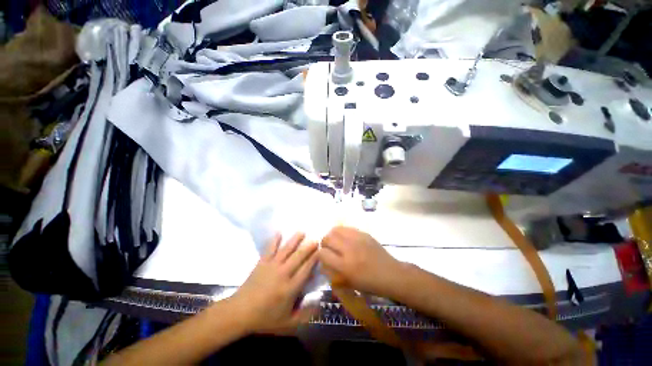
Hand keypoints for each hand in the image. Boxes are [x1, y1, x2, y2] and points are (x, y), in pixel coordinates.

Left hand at [228, 233, 317, 333]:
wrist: (240, 313)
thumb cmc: (265, 318)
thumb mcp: (287, 323)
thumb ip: (305, 315)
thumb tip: (320, 305)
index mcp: (291, 288)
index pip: (306, 269)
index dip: (315, 259)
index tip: (321, 251)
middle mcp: (283, 273)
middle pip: (298, 256)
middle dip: (308, 247)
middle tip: (316, 239)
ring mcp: (272, 266)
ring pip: (286, 250)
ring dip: (295, 240)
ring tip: (302, 232)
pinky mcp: (262, 263)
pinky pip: (270, 249)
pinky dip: (274, 240)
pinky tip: (279, 232)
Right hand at [320, 226, 401, 295]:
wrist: (391, 274)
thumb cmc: (370, 284)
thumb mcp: (349, 283)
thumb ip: (333, 272)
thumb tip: (323, 262)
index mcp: (345, 266)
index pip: (323, 253)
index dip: (320, 255)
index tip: (323, 257)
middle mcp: (349, 249)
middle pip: (327, 237)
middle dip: (324, 243)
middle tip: (329, 248)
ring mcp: (357, 239)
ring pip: (336, 229)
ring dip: (332, 235)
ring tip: (336, 241)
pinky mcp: (364, 233)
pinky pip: (347, 228)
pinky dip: (342, 232)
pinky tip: (346, 239)